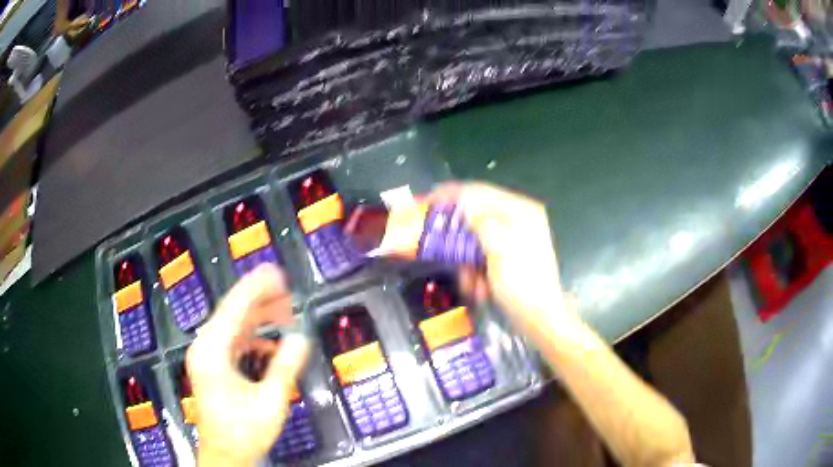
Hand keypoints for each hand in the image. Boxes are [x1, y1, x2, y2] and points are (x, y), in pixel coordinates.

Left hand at [186, 265, 309, 465]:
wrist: (225, 455)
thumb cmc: (243, 431)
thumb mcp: (269, 401)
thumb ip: (285, 367)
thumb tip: (300, 338)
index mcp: (212, 351)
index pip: (234, 308)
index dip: (256, 287)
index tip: (277, 272)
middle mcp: (205, 348)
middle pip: (231, 313)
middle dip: (259, 300)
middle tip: (286, 289)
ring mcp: (207, 357)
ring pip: (232, 326)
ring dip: (257, 318)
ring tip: (283, 311)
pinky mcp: (213, 367)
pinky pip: (232, 342)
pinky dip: (252, 338)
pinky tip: (270, 344)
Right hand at [428, 183, 578, 338]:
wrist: (540, 318)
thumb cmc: (523, 285)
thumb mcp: (501, 251)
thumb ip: (482, 222)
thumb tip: (465, 203)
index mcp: (521, 211)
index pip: (481, 192)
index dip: (453, 193)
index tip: (429, 199)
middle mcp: (517, 219)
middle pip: (476, 216)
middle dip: (460, 239)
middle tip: (443, 252)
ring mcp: (513, 238)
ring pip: (476, 240)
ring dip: (468, 262)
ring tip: (473, 283)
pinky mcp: (508, 256)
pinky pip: (482, 256)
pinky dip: (477, 271)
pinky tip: (481, 288)